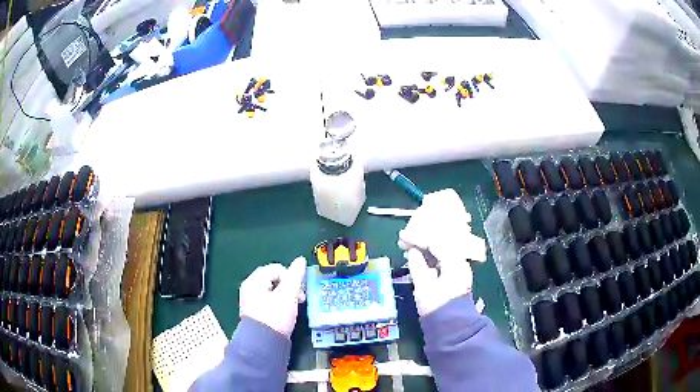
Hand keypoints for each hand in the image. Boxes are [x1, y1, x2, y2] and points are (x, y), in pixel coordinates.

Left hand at [239, 257, 306, 336]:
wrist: (264, 343)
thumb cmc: (275, 316)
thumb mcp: (288, 294)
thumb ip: (295, 276)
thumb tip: (300, 260)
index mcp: (254, 281)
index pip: (276, 269)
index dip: (291, 277)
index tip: (299, 290)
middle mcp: (250, 289)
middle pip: (274, 279)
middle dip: (289, 287)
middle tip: (299, 298)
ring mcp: (252, 302)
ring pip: (273, 291)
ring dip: (286, 296)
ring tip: (294, 307)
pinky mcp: (257, 314)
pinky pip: (270, 302)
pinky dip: (280, 305)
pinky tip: (286, 314)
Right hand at [398, 189, 482, 315]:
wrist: (451, 327)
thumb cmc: (437, 307)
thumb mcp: (424, 286)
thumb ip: (418, 265)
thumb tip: (412, 251)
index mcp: (455, 261)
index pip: (436, 242)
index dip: (418, 237)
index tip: (402, 236)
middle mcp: (460, 261)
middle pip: (441, 243)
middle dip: (422, 240)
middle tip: (405, 239)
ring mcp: (459, 269)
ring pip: (441, 251)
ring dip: (425, 248)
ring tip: (408, 247)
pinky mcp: (455, 277)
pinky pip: (442, 260)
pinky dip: (430, 257)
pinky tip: (419, 258)